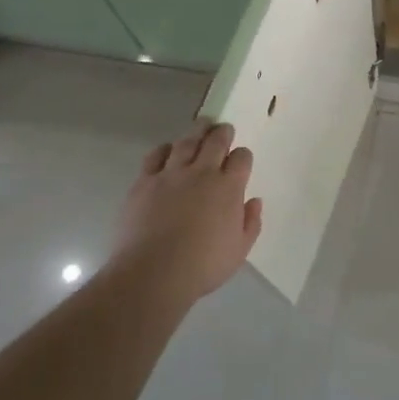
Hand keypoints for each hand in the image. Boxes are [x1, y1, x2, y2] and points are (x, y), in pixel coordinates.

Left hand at [109, 120, 262, 301]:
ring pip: (187, 142)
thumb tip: (254, 201)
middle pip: (216, 141)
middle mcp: (202, 173)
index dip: (242, 156)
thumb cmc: (203, 265)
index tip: (240, 159)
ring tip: (201, 126)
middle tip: (223, 128)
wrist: (153, 273)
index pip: (241, 158)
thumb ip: (251, 222)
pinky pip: (156, 155)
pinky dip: (165, 149)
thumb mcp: (239, 250)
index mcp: (229, 187)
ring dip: (197, 132)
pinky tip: (168, 150)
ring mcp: (171, 174)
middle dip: (223, 132)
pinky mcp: (145, 182)